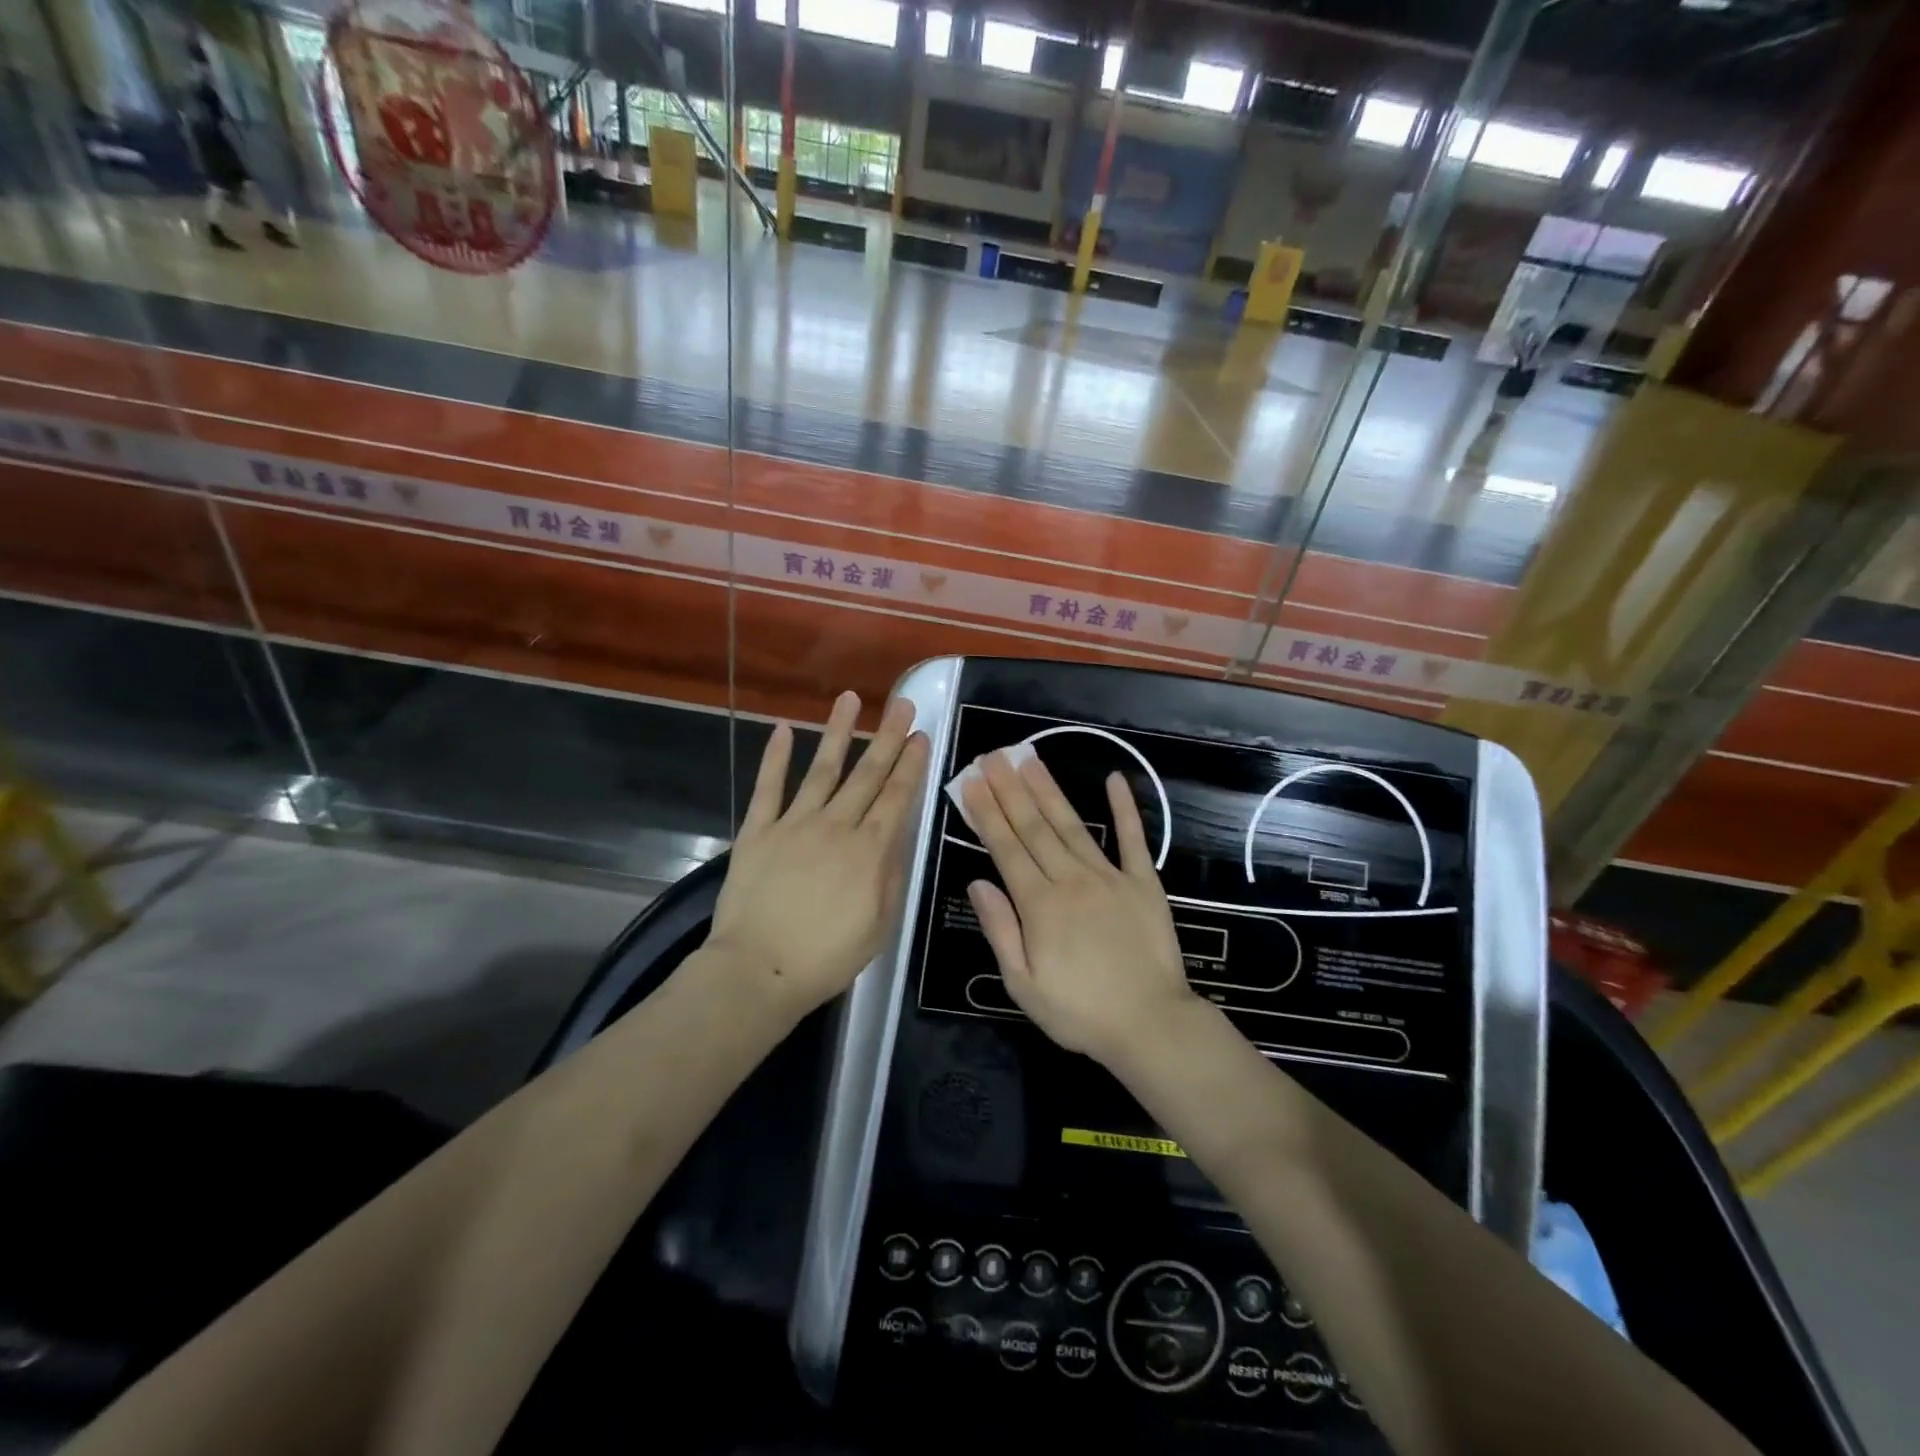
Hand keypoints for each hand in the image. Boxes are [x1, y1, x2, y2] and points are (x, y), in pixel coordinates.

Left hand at [709, 691, 929, 1017]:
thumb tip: (898, 836)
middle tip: (901, 704)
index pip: (896, 797)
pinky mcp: (758, 831)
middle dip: (887, 736)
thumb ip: (891, 876)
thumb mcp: (880, 926)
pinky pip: (768, 787)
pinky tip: (783, 728)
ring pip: (822, 768)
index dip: (910, 764)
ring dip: (838, 732)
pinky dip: (775, 757)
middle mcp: (837, 826)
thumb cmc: (826, 958)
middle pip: (867, 774)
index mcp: (870, 851)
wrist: (759, 970)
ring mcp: (794, 824)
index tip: (920, 735)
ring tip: (850, 699)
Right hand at [963, 750, 1196, 1062]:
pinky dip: (1124, 808)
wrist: (1150, 1024)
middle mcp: (1071, 880)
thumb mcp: (1023, 984)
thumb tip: (977, 882)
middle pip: (1034, 827)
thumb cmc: (1079, 1012)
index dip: (987, 813)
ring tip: (1030, 758)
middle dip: (1010, 789)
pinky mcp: (1143, 882)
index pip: (1006, 848)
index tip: (972, 782)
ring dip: (1049, 790)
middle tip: (994, 756)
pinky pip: (1132, 839)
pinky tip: (1114, 779)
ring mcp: (1109, 877)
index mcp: (1040, 905)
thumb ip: (1000, 930)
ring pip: (1072, 825)